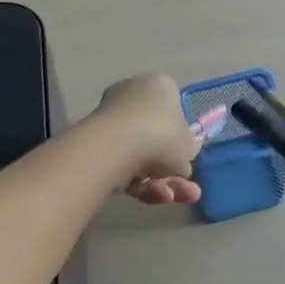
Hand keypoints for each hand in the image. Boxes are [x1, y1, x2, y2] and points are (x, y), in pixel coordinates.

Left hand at [90, 73, 202, 205]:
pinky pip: (123, 165)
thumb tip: (182, 156)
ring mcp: (110, 120)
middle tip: (187, 189)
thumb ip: (189, 149)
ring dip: (160, 181)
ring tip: (171, 198)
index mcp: (158, 86)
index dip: (182, 134)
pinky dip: (139, 183)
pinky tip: (153, 197)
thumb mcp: (190, 146)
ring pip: (140, 155)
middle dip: (171, 167)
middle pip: (155, 136)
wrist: (116, 148)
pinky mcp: (94, 145)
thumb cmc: (162, 136)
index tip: (187, 154)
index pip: (173, 106)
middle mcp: (131, 96)